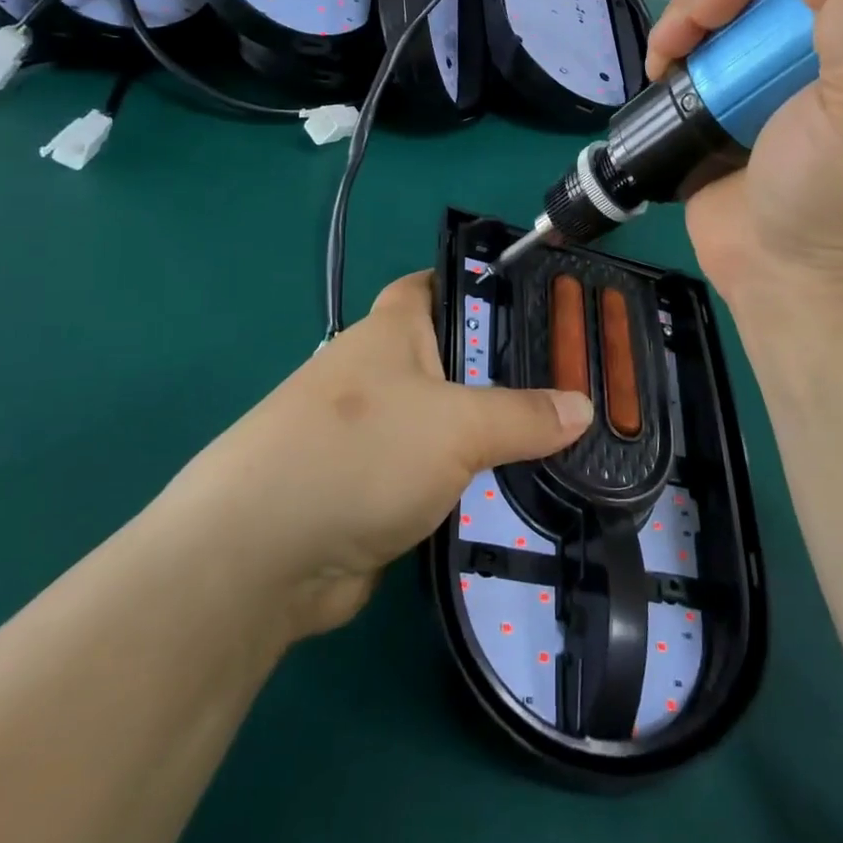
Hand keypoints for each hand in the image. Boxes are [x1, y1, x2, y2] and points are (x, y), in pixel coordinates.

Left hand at [185, 273, 591, 638]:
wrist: (259, 558)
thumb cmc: (359, 453)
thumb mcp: (455, 425)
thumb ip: (524, 415)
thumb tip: (583, 406)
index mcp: (394, 329)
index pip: (442, 284)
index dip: (486, 285)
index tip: (542, 302)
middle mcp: (384, 372)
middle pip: (459, 359)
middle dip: (512, 372)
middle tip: (579, 383)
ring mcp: (379, 433)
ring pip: (454, 423)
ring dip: (497, 437)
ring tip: (568, 443)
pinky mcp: (378, 489)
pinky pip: (441, 476)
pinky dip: (474, 484)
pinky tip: (524, 496)